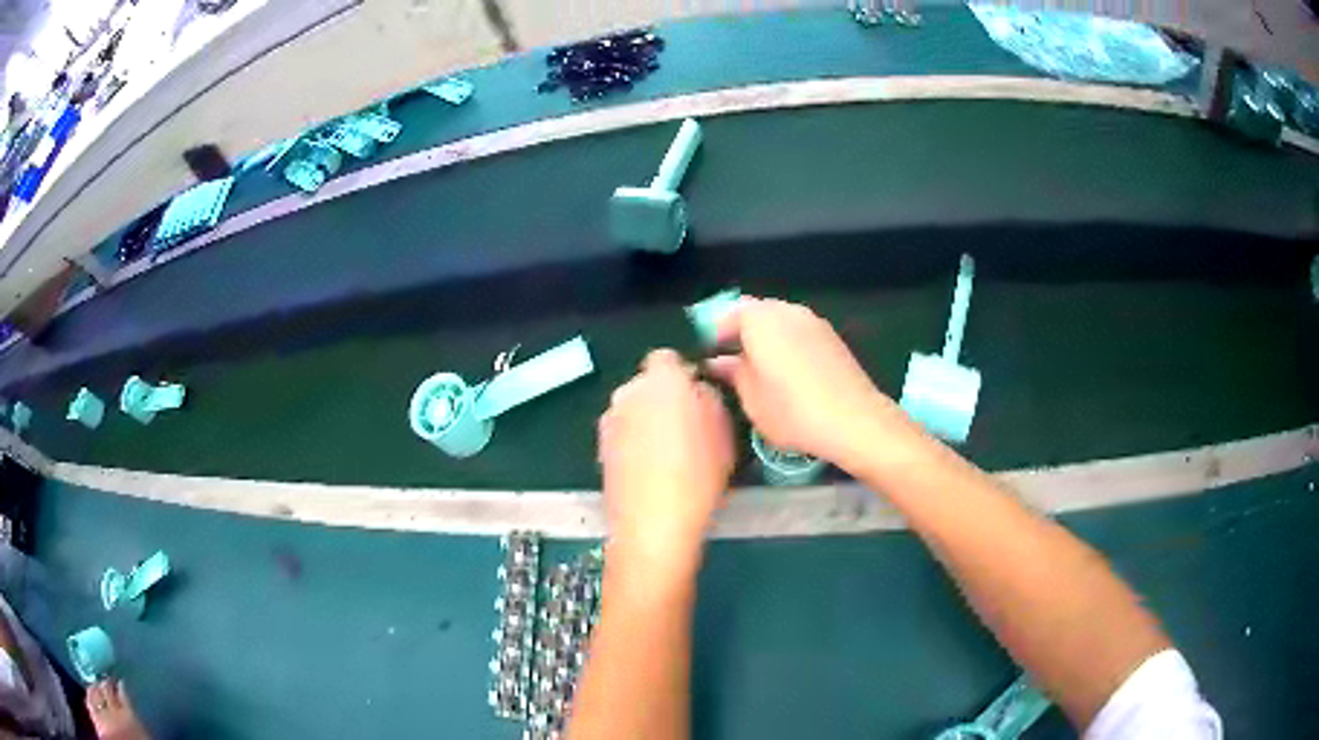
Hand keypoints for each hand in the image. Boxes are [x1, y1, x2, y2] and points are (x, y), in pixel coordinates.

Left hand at [598, 350, 733, 576]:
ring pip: (633, 409)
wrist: (653, 525)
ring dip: (647, 420)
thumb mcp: (724, 430)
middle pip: (647, 384)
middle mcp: (627, 393)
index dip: (683, 374)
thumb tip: (696, 389)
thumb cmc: (698, 474)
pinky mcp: (600, 448)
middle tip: (687, 425)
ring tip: (669, 453)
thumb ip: (708, 397)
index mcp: (660, 380)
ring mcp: (609, 421)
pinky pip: (623, 433)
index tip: (697, 396)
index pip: (667, 357)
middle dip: (664, 397)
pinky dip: (635, 442)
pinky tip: (651, 469)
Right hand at [708, 297, 903, 470]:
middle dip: (738, 334)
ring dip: (764, 338)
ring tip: (757, 370)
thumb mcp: (751, 398)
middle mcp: (785, 309)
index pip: (723, 318)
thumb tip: (717, 362)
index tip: (706, 362)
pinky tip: (785, 372)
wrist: (854, 420)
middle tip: (729, 364)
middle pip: (753, 313)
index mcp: (759, 319)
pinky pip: (797, 331)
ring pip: (777, 321)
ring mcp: (812, 320)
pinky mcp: (830, 336)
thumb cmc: (792, 410)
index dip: (711, 339)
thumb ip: (731, 373)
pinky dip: (786, 344)